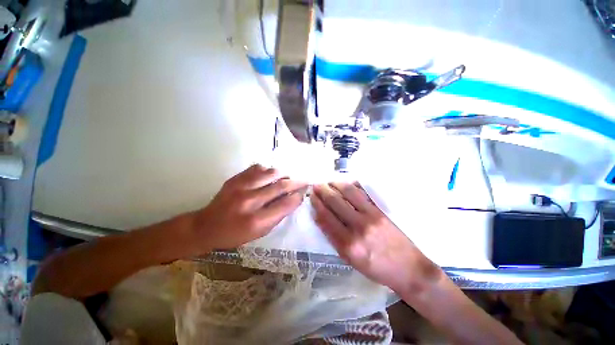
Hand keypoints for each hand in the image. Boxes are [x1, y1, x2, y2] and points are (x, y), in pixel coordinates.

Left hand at [192, 164, 306, 250]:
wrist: (206, 226)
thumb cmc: (236, 234)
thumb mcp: (260, 232)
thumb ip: (279, 215)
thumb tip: (294, 199)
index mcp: (257, 220)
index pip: (286, 203)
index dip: (298, 196)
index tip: (305, 191)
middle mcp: (249, 201)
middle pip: (281, 185)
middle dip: (296, 182)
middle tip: (303, 180)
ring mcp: (240, 187)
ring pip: (271, 172)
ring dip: (283, 175)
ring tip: (285, 178)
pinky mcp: (235, 179)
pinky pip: (258, 168)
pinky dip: (267, 171)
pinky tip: (268, 177)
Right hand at [311, 183, 440, 292]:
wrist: (408, 269)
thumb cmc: (376, 268)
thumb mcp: (350, 260)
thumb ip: (334, 238)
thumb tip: (321, 218)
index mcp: (348, 244)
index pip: (326, 218)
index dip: (317, 204)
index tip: (312, 196)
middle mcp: (358, 227)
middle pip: (336, 202)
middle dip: (323, 191)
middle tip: (317, 185)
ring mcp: (371, 216)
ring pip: (349, 193)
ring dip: (337, 185)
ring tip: (329, 181)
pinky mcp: (381, 211)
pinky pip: (364, 193)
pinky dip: (353, 186)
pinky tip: (347, 183)